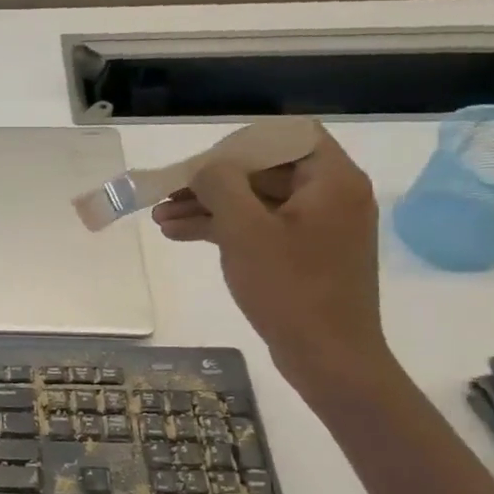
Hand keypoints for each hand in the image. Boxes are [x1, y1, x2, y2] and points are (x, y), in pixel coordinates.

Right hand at [151, 132, 392, 391]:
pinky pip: (261, 227)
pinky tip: (181, 235)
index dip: (239, 144)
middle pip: (264, 170)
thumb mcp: (245, 230)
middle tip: (167, 194)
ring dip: (209, 207)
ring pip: (256, 201)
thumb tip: (204, 168)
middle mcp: (331, 195)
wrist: (329, 358)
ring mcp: (318, 227)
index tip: (202, 164)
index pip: (286, 136)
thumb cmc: (290, 288)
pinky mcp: (305, 254)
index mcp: (331, 180)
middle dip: (212, 182)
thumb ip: (220, 185)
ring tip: (161, 219)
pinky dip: (224, 228)